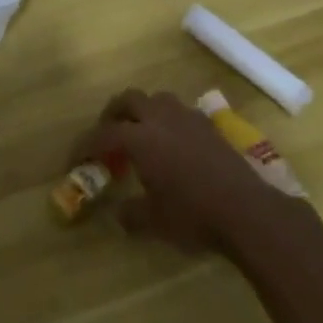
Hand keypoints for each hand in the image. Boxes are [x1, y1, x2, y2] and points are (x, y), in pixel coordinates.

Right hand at [70, 89, 291, 253]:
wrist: (247, 211)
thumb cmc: (193, 215)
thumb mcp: (155, 222)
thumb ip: (131, 214)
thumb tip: (119, 214)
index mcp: (140, 138)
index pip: (103, 134)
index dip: (85, 145)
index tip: (75, 159)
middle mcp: (160, 119)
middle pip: (128, 100)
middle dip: (112, 114)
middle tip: (107, 134)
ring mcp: (187, 118)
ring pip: (156, 100)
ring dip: (143, 111)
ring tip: (141, 134)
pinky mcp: (209, 126)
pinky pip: (179, 112)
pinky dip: (167, 121)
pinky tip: (173, 144)